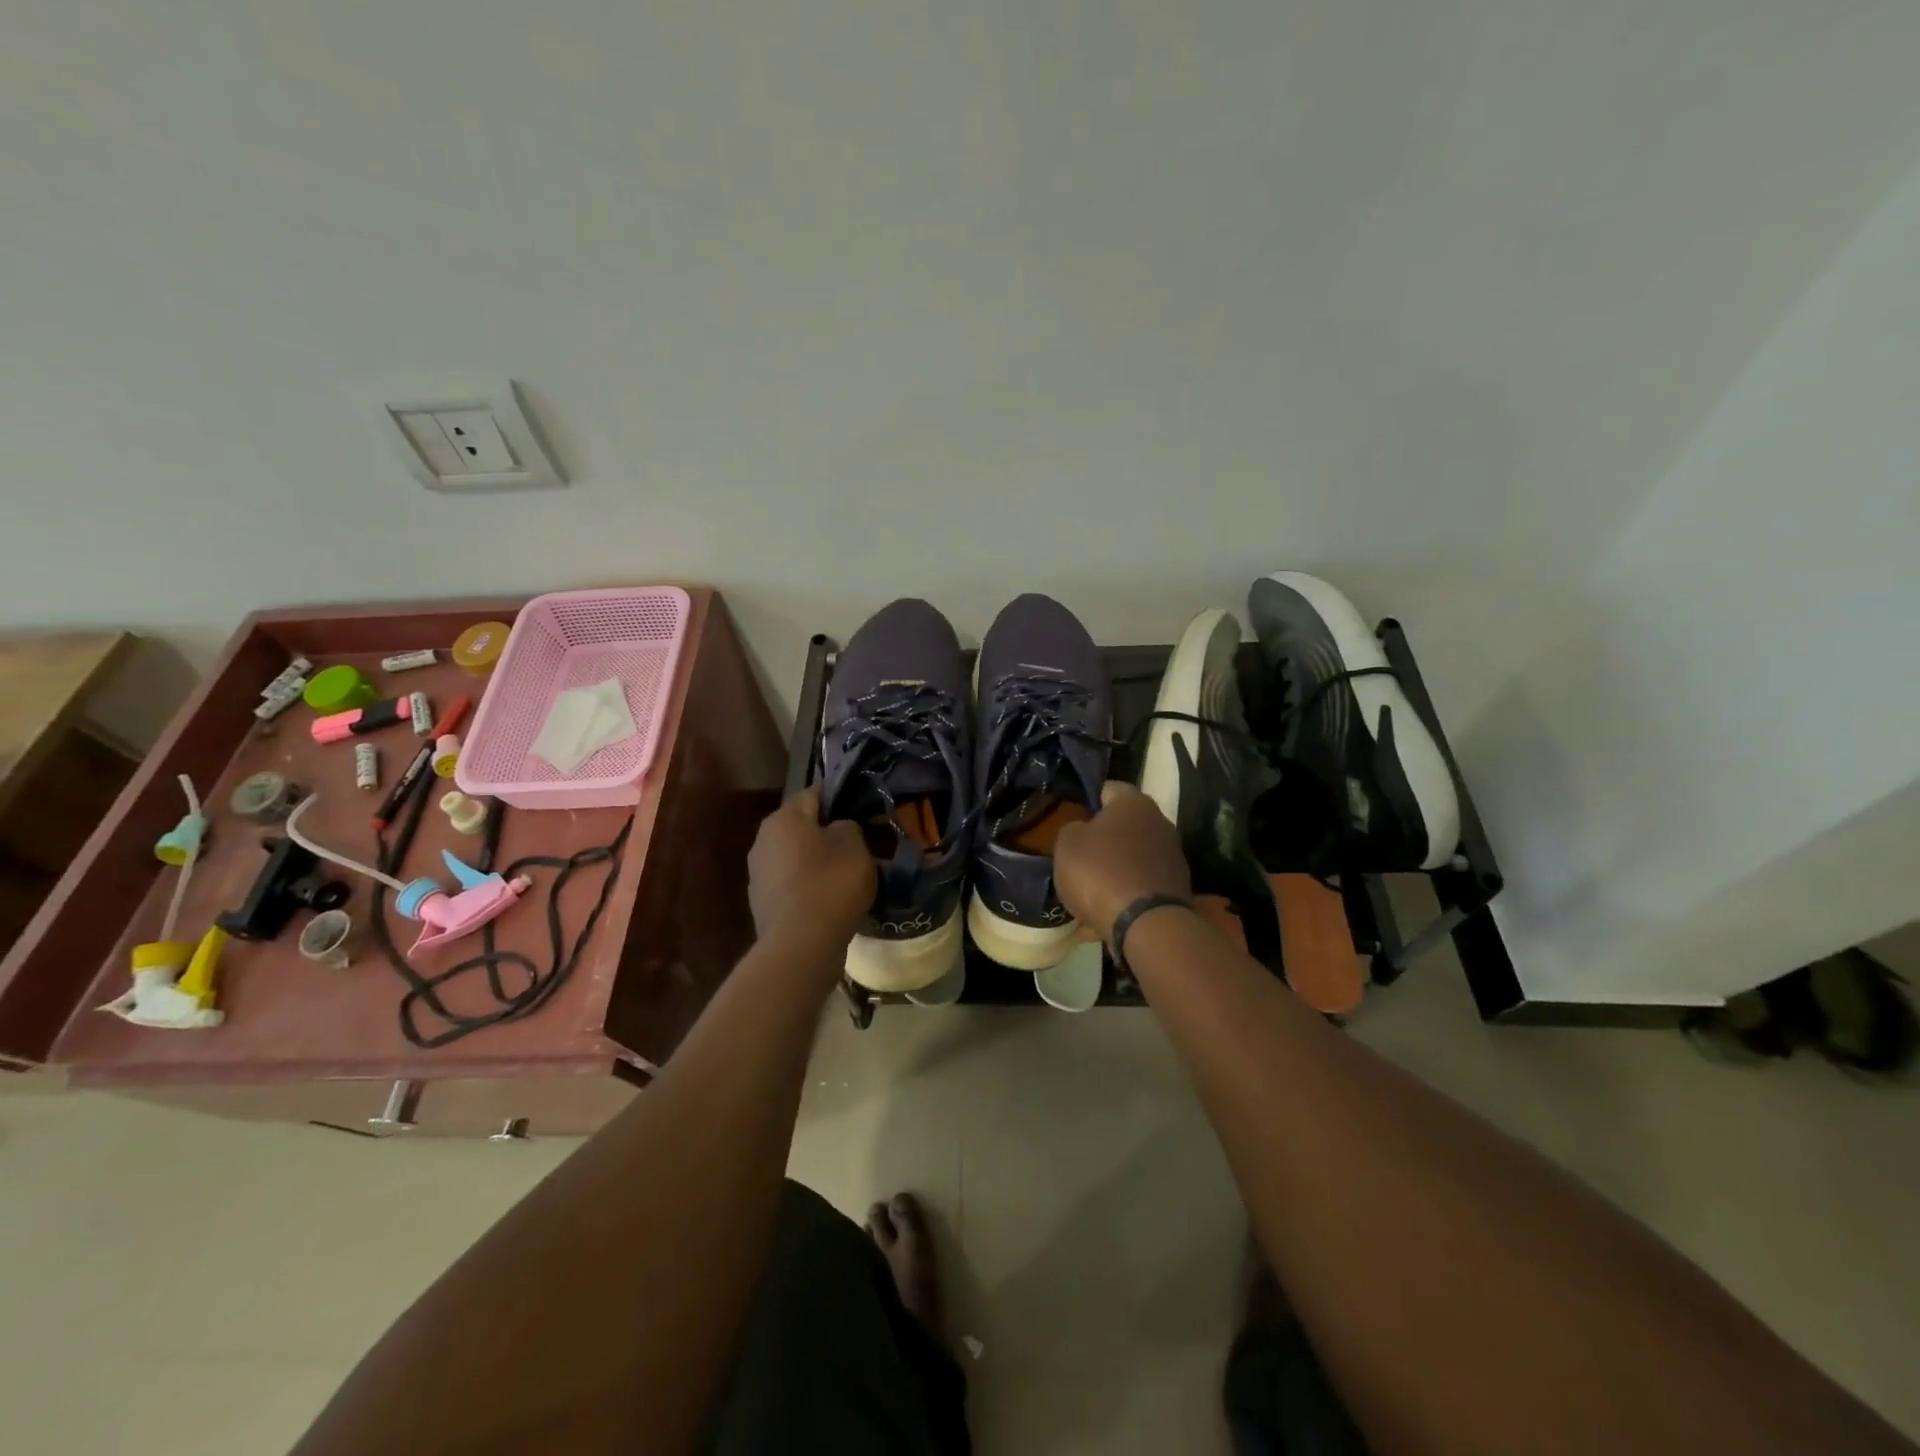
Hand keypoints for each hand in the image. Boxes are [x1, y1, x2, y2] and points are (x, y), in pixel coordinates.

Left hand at [748, 788, 874, 953]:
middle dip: (829, 833)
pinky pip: (793, 885)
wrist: (800, 946)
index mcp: (783, 818)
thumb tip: (840, 827)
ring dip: (819, 862)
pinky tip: (831, 901)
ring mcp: (759, 874)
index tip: (864, 812)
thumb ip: (848, 825)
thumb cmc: (830, 884)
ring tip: (848, 875)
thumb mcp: (854, 845)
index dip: (842, 798)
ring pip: (797, 857)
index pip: (815, 793)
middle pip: (803, 827)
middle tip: (861, 845)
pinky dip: (811, 887)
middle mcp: (763, 840)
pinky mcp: (763, 904)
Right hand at [1054, 782, 1190, 944]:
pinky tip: (1106, 911)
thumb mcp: (1067, 844)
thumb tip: (1083, 831)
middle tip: (1079, 855)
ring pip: (1133, 856)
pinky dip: (1125, 893)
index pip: (1107, 789)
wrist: (1147, 925)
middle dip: (1103, 838)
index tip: (1071, 818)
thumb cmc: (1100, 872)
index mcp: (1134, 802)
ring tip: (1090, 888)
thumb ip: (1072, 829)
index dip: (1087, 801)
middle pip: (1123, 824)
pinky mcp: (1177, 887)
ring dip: (1115, 867)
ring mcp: (1173, 856)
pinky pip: (1141, 884)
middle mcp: (1160, 821)